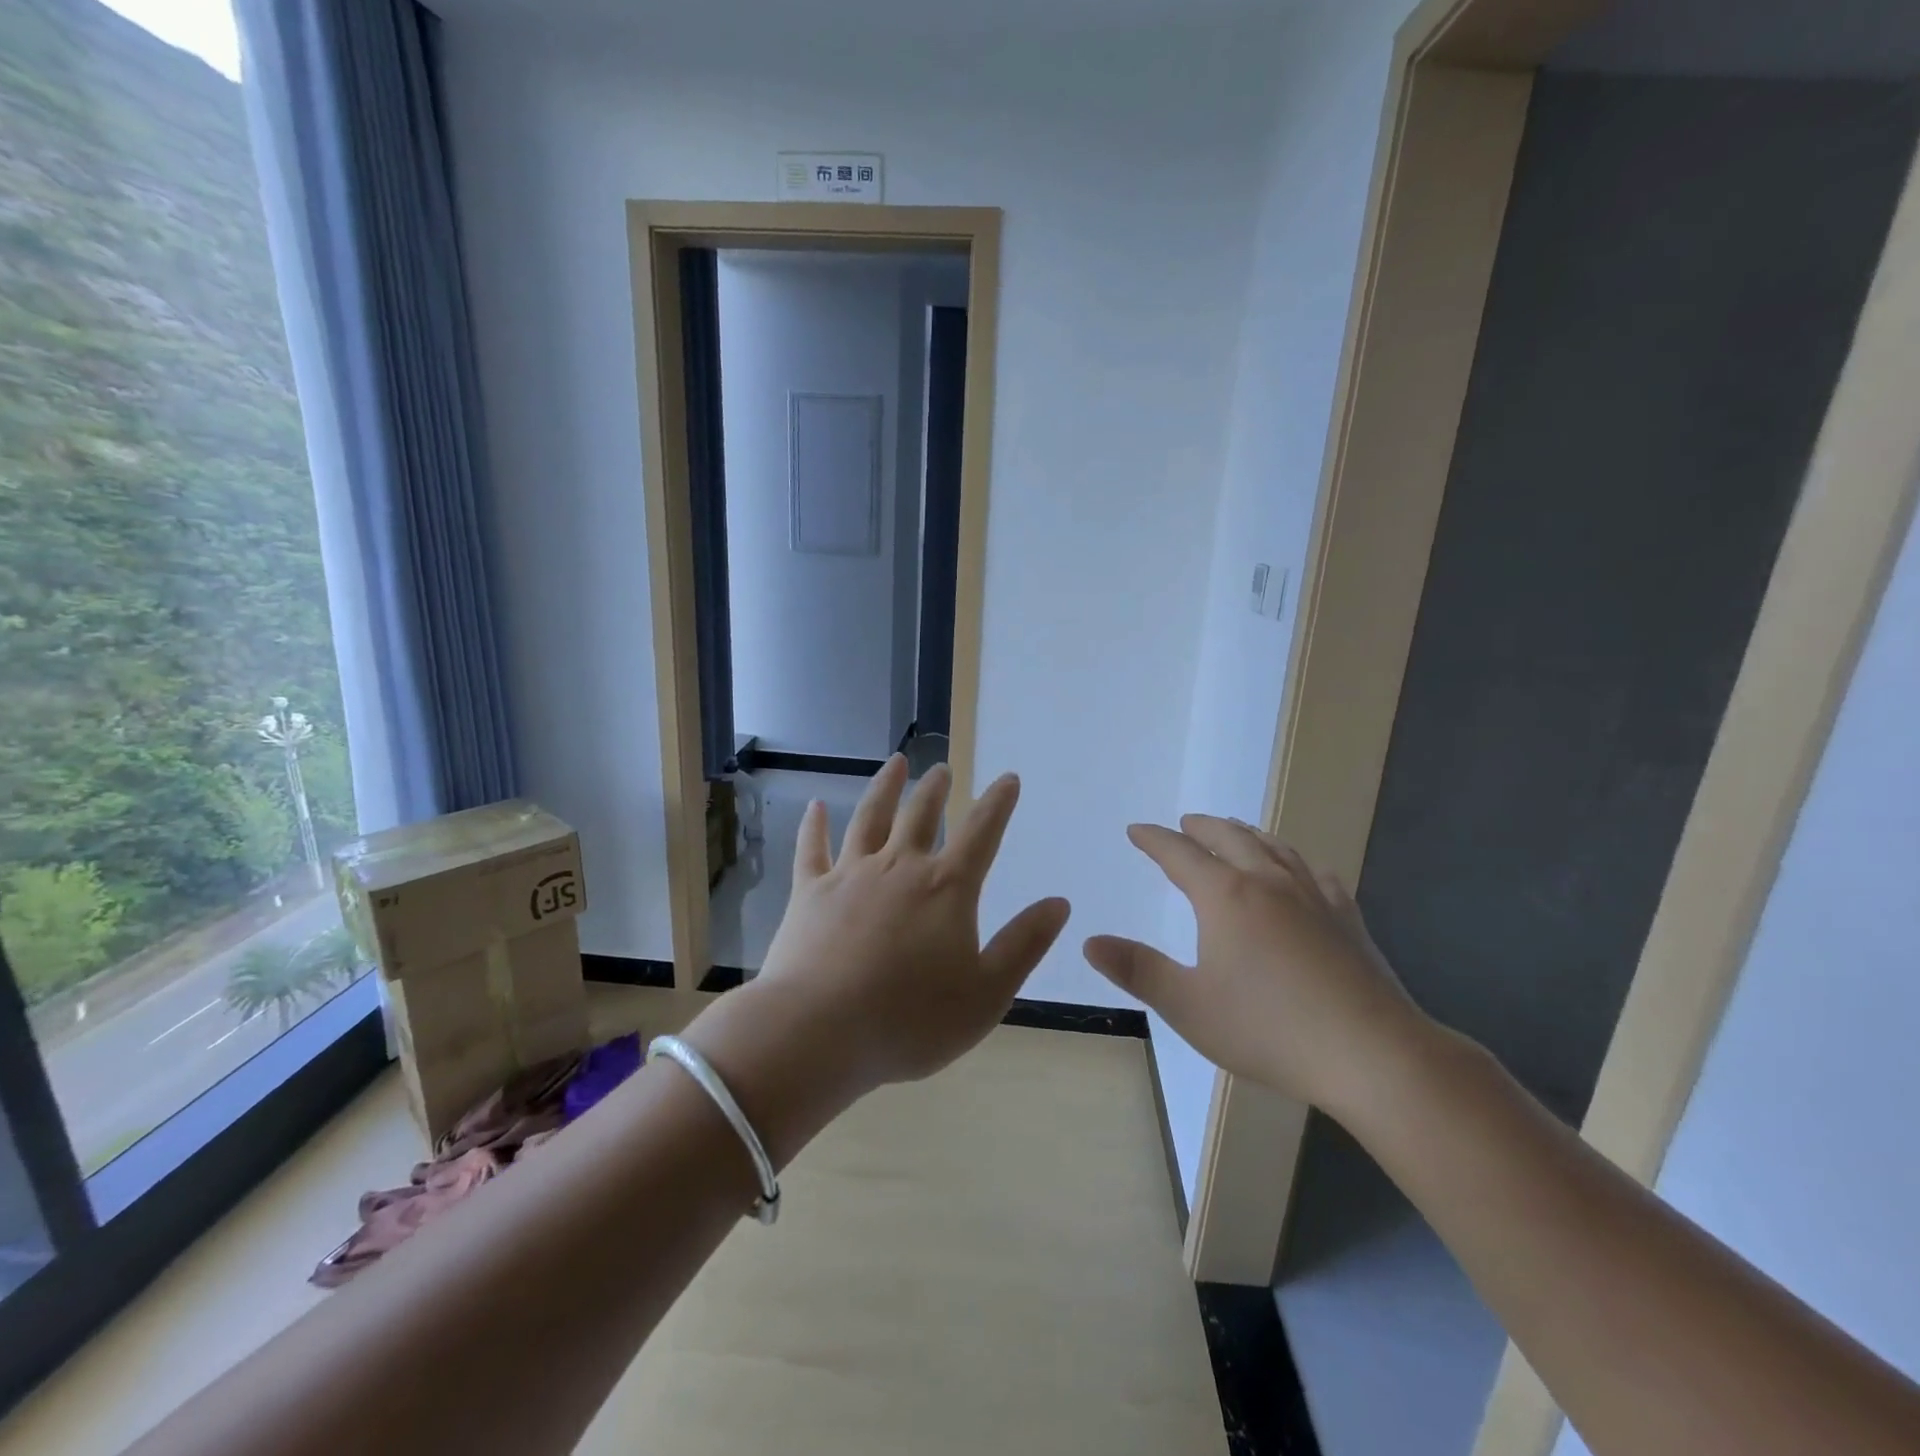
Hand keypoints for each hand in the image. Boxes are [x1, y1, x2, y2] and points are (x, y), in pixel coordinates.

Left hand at [710, 756, 1070, 1102]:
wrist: (819, 1033)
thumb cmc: (910, 1021)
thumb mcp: (986, 994)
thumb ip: (1024, 945)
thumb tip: (1059, 903)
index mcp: (946, 889)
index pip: (981, 832)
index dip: (998, 803)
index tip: (1008, 778)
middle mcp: (899, 868)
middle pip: (921, 815)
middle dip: (936, 789)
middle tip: (942, 769)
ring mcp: (850, 875)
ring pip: (870, 817)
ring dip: (885, 787)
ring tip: (896, 763)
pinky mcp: (809, 892)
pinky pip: (812, 848)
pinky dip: (815, 825)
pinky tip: (816, 806)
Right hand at [1082, 815, 1431, 1112]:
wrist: (1373, 1054)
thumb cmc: (1270, 1029)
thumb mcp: (1189, 1006)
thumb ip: (1138, 970)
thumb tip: (1090, 941)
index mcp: (1226, 897)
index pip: (1180, 854)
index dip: (1155, 840)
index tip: (1137, 830)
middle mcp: (1268, 883)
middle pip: (1230, 839)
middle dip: (1202, 828)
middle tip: (1185, 823)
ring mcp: (1313, 897)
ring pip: (1273, 848)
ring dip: (1246, 834)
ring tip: (1234, 831)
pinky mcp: (1347, 918)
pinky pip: (1314, 873)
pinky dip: (1293, 861)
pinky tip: (1299, 872)